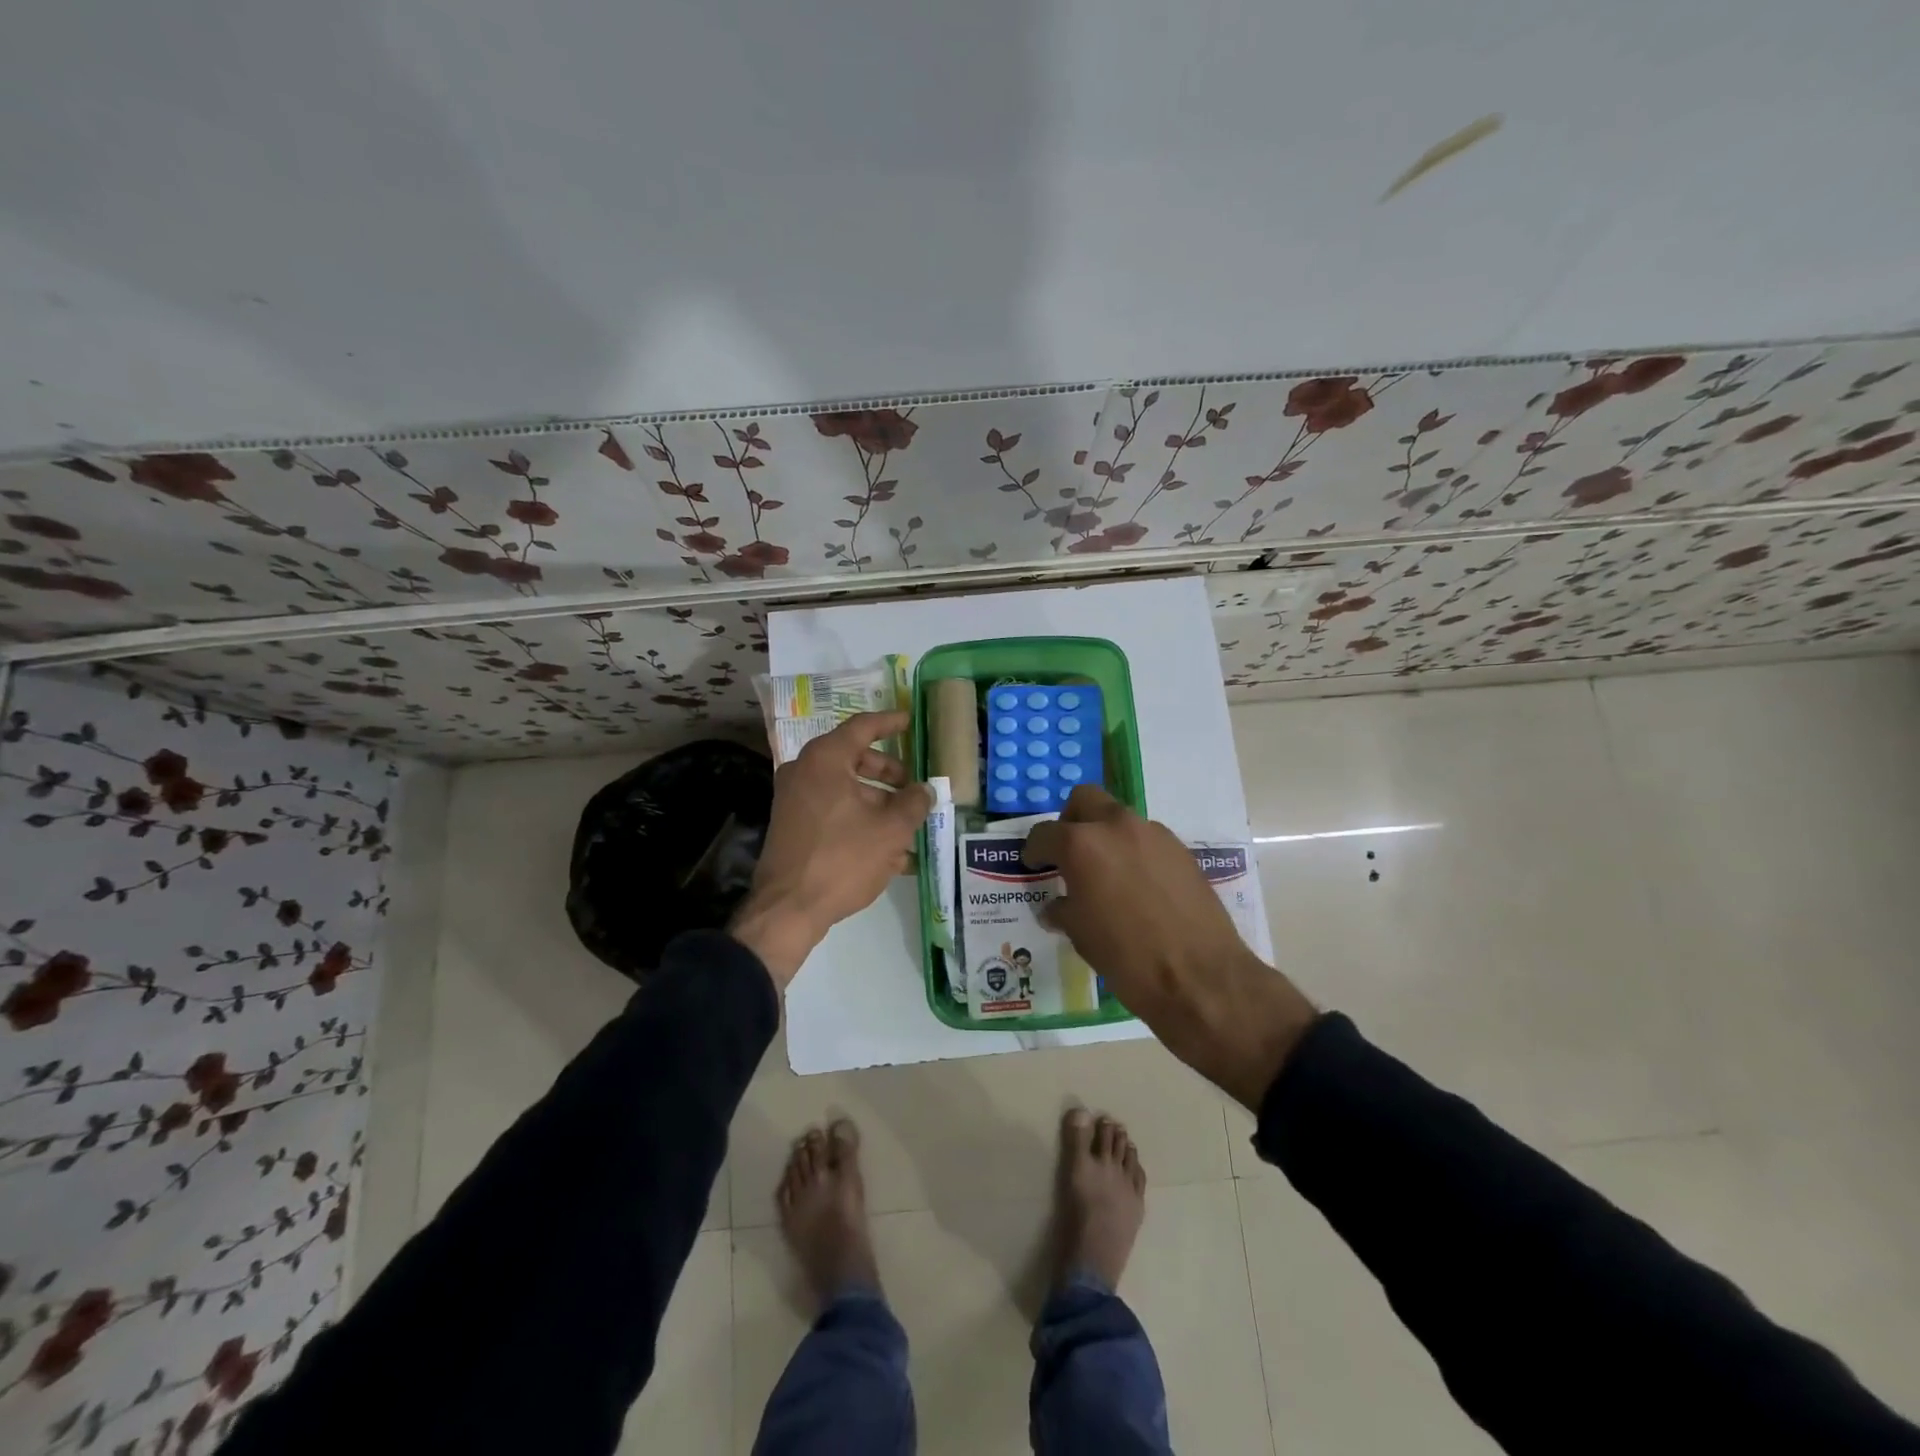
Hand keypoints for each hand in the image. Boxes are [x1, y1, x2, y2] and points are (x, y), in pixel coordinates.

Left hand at [731, 711, 930, 988]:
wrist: (788, 908)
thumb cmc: (842, 858)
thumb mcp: (890, 830)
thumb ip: (913, 803)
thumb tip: (924, 791)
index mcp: (825, 759)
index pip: (862, 727)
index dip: (890, 722)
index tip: (909, 720)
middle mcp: (805, 771)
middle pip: (855, 759)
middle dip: (889, 773)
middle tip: (914, 787)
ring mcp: (795, 800)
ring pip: (846, 789)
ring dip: (879, 804)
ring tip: (909, 829)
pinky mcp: (793, 826)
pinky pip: (833, 812)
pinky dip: (860, 821)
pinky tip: (889, 852)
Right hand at [1026, 786, 1316, 1108]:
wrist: (1199, 976)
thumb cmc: (1126, 957)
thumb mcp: (1081, 935)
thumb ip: (1063, 909)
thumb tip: (1057, 906)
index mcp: (1082, 844)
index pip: (1045, 834)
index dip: (1035, 850)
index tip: (1034, 865)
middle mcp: (1117, 826)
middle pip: (1085, 800)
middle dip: (1071, 821)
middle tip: (1069, 854)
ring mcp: (1154, 834)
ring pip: (1119, 818)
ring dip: (1106, 837)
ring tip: (1106, 875)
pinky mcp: (1181, 850)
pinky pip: (1147, 840)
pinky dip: (1135, 853)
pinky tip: (1138, 888)